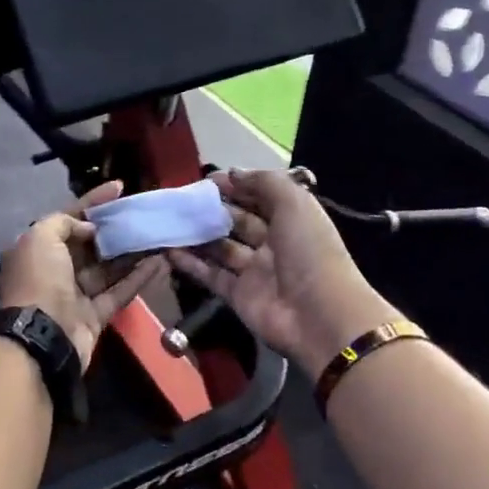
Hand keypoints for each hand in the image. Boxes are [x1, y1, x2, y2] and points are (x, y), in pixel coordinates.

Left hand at [0, 182, 168, 368]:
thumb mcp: (41, 237)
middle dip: (114, 228)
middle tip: (142, 214)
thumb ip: (65, 222)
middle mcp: (55, 269)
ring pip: (108, 268)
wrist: (42, 335)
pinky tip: (159, 262)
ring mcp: (75, 295)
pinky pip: (119, 292)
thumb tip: (91, 229)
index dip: (93, 202)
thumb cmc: (40, 279)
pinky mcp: (95, 315)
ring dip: (131, 252)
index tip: (119, 187)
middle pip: (90, 243)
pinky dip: (138, 278)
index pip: (68, 218)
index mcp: (37, 249)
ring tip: (157, 234)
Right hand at [168, 170, 398, 373]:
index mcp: (291, 220)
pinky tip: (169, 250)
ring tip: (169, 222)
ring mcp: (254, 271)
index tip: (207, 180)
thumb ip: (264, 182)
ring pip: (221, 248)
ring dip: (198, 235)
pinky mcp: (237, 296)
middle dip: (213, 210)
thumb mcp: (294, 203)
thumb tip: (232, 173)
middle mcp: (273, 244)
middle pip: (238, 221)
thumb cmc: (309, 251)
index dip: (237, 187)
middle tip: (182, 200)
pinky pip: (211, 275)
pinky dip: (191, 264)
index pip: (260, 198)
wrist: (319, 315)